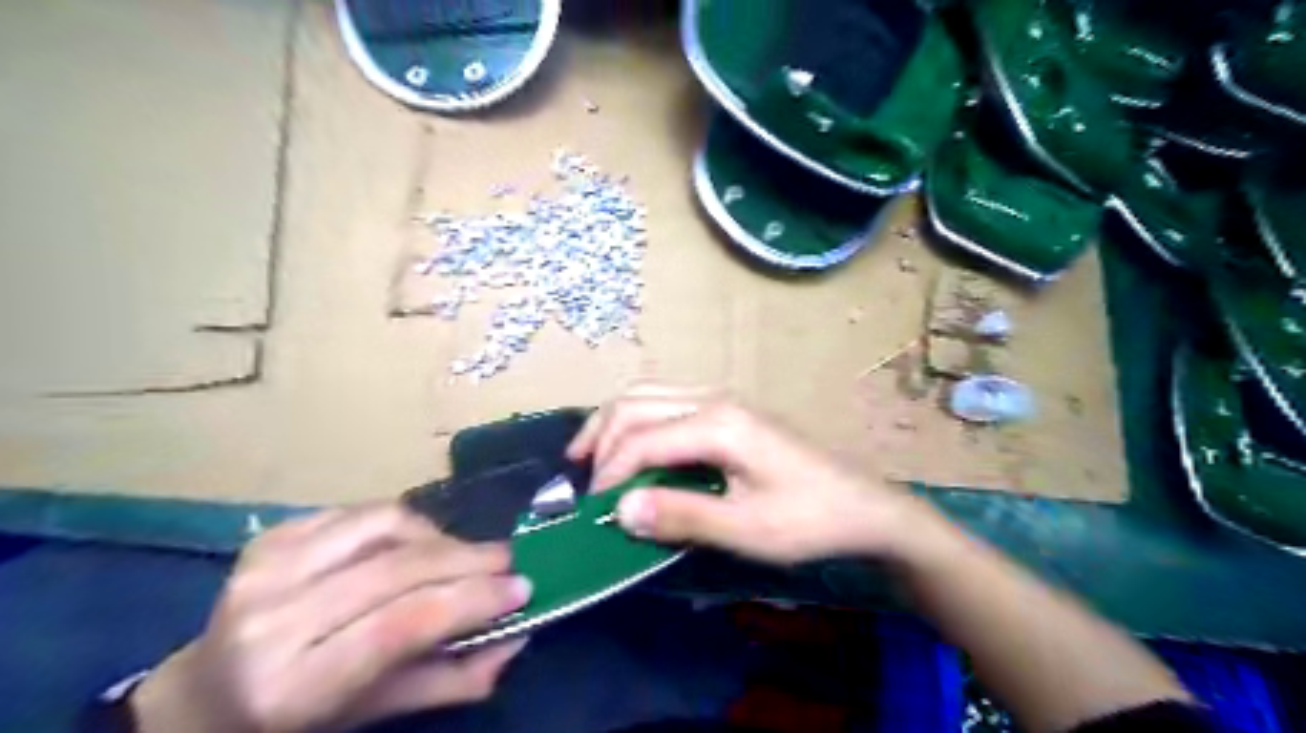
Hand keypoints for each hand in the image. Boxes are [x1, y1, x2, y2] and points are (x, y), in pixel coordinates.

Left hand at [131, 505, 534, 732]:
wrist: (202, 698)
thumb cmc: (295, 720)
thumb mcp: (373, 715)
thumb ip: (452, 680)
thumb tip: (518, 635)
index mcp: (291, 686)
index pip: (401, 625)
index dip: (471, 600)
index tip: (521, 587)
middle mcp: (270, 621)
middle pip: (398, 569)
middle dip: (469, 560)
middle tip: (508, 561)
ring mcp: (265, 569)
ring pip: (385, 525)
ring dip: (441, 536)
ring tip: (464, 554)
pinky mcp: (270, 536)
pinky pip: (362, 511)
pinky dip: (405, 522)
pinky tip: (418, 543)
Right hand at [566, 388, 933, 564]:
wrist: (863, 505)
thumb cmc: (809, 520)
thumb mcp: (747, 530)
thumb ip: (682, 516)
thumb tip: (619, 509)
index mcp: (718, 424)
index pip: (641, 439)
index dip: (609, 474)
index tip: (593, 512)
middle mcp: (713, 398)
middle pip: (635, 404)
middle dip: (600, 440)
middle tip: (582, 483)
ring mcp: (721, 399)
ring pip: (647, 394)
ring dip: (613, 424)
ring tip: (590, 458)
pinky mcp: (728, 409)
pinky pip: (665, 401)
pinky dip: (637, 421)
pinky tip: (632, 446)